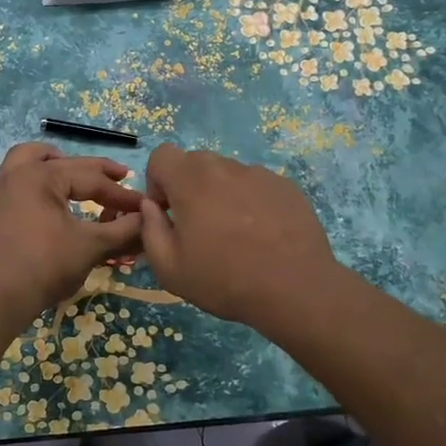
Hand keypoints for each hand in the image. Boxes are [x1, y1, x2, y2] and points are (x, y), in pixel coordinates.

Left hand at [0, 143, 145, 326]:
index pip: (91, 179)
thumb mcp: (91, 247)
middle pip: (61, 163)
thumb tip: (149, 218)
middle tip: (118, 176)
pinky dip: (19, 183)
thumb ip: (123, 229)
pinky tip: (28, 195)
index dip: (120, 193)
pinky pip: (1, 184)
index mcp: (41, 176)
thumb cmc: (46, 267)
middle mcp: (15, 174)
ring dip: (48, 161)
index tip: (144, 205)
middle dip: (93, 170)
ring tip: (67, 169)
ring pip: (23, 160)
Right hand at [136, 143, 340, 335]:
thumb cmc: (224, 280)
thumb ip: (150, 229)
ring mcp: (259, 174)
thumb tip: (151, 208)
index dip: (157, 181)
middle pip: (195, 162)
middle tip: (198, 227)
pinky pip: (255, 186)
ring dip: (220, 194)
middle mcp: (225, 167)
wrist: (295, 289)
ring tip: (235, 235)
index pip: (162, 155)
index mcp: (191, 181)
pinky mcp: (286, 187)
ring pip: (227, 174)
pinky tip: (261, 236)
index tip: (167, 212)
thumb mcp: (169, 268)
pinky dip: (250, 202)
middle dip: (188, 187)